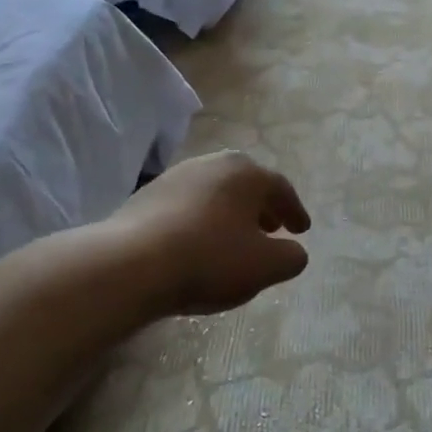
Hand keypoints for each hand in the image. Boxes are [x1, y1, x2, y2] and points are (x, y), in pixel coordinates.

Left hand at [97, 151, 311, 315]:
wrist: (130, 264)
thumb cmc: (210, 259)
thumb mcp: (265, 267)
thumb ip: (291, 257)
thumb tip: (294, 251)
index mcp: (248, 173)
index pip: (281, 189)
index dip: (295, 212)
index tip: (302, 231)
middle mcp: (214, 164)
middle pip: (247, 184)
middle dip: (262, 207)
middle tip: (272, 228)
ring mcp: (177, 176)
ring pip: (216, 192)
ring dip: (231, 212)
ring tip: (235, 238)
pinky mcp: (148, 194)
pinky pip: (188, 204)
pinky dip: (202, 219)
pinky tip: (198, 243)